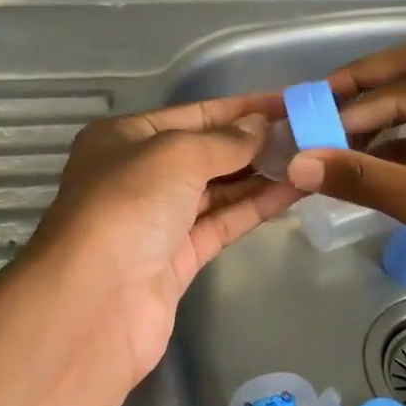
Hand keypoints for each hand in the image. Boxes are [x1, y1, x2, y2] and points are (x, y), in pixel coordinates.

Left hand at [23, 93, 303, 383]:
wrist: (95, 302)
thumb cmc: (128, 206)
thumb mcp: (175, 155)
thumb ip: (224, 141)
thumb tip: (260, 127)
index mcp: (124, 138)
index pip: (192, 114)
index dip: (241, 109)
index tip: (288, 103)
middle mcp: (137, 175)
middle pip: (205, 152)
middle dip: (253, 143)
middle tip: (308, 132)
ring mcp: (157, 220)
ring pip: (217, 190)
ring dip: (260, 175)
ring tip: (310, 158)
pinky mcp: (177, 259)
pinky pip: (221, 223)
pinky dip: (255, 207)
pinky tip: (294, 190)